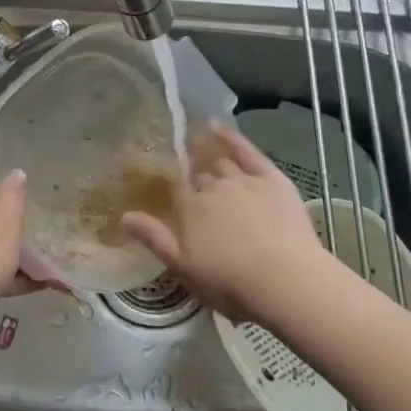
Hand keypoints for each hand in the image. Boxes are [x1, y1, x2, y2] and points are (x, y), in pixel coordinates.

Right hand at [121, 122, 323, 323]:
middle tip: (202, 199)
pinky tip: (217, 126)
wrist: (286, 281)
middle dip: (198, 186)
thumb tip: (124, 216)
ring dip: (215, 167)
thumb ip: (154, 238)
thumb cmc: (231, 283)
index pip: (176, 193)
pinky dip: (231, 137)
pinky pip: (247, 150)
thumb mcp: (185, 268)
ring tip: (211, 167)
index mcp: (189, 209)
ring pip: (222, 165)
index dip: (177, 197)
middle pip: (200, 179)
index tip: (176, 203)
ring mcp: (243, 180)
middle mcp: (212, 187)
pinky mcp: (271, 178)